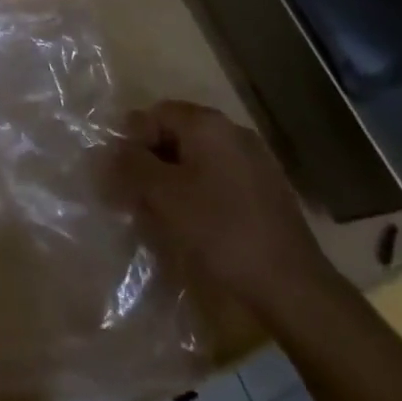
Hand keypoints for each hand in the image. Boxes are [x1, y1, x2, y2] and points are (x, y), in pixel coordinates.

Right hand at [117, 100, 335, 311]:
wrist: (292, 286)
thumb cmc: (220, 230)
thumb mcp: (163, 196)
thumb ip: (131, 166)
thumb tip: (109, 151)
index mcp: (208, 124)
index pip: (155, 114)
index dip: (131, 140)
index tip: (119, 174)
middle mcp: (233, 133)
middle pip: (177, 135)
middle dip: (151, 162)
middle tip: (135, 196)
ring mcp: (255, 162)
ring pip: (198, 160)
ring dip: (173, 180)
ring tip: (160, 215)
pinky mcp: (267, 192)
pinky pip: (220, 180)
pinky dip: (199, 194)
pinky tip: (194, 226)